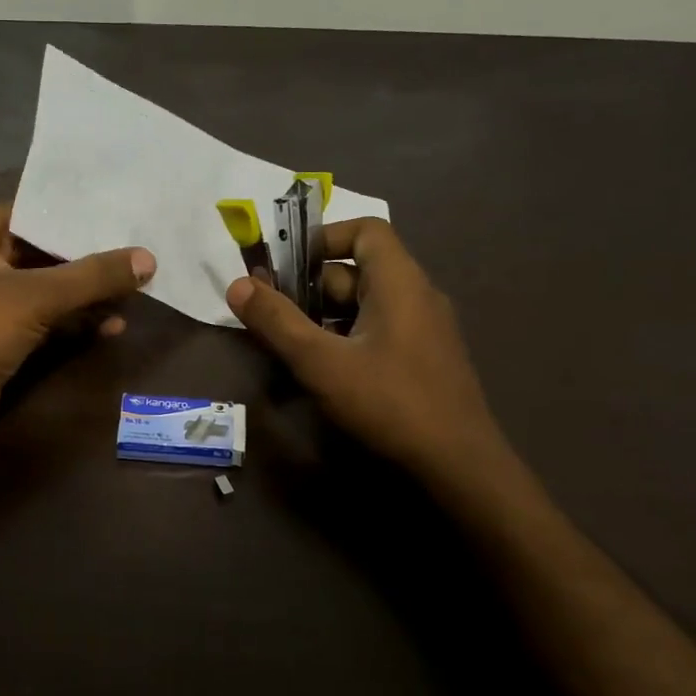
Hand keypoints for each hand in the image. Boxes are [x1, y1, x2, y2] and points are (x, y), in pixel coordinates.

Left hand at [0, 204, 155, 450]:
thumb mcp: (36, 297)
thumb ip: (92, 276)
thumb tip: (149, 258)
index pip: (31, 212)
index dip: (74, 214)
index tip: (120, 212)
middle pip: (44, 253)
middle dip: (89, 260)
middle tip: (138, 253)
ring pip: (48, 290)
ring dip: (87, 295)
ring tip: (135, 293)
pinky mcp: (1, 338)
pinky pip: (45, 320)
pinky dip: (74, 322)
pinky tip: (112, 327)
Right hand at [225, 217, 509, 485]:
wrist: (458, 465)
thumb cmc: (388, 402)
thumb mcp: (321, 362)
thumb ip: (277, 322)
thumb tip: (236, 285)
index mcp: (399, 282)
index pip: (365, 230)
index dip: (323, 238)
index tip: (286, 266)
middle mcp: (417, 296)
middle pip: (358, 270)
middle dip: (311, 286)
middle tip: (272, 312)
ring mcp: (425, 329)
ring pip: (365, 305)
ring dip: (324, 316)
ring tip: (289, 343)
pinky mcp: (424, 359)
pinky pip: (379, 330)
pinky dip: (346, 337)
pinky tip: (324, 369)